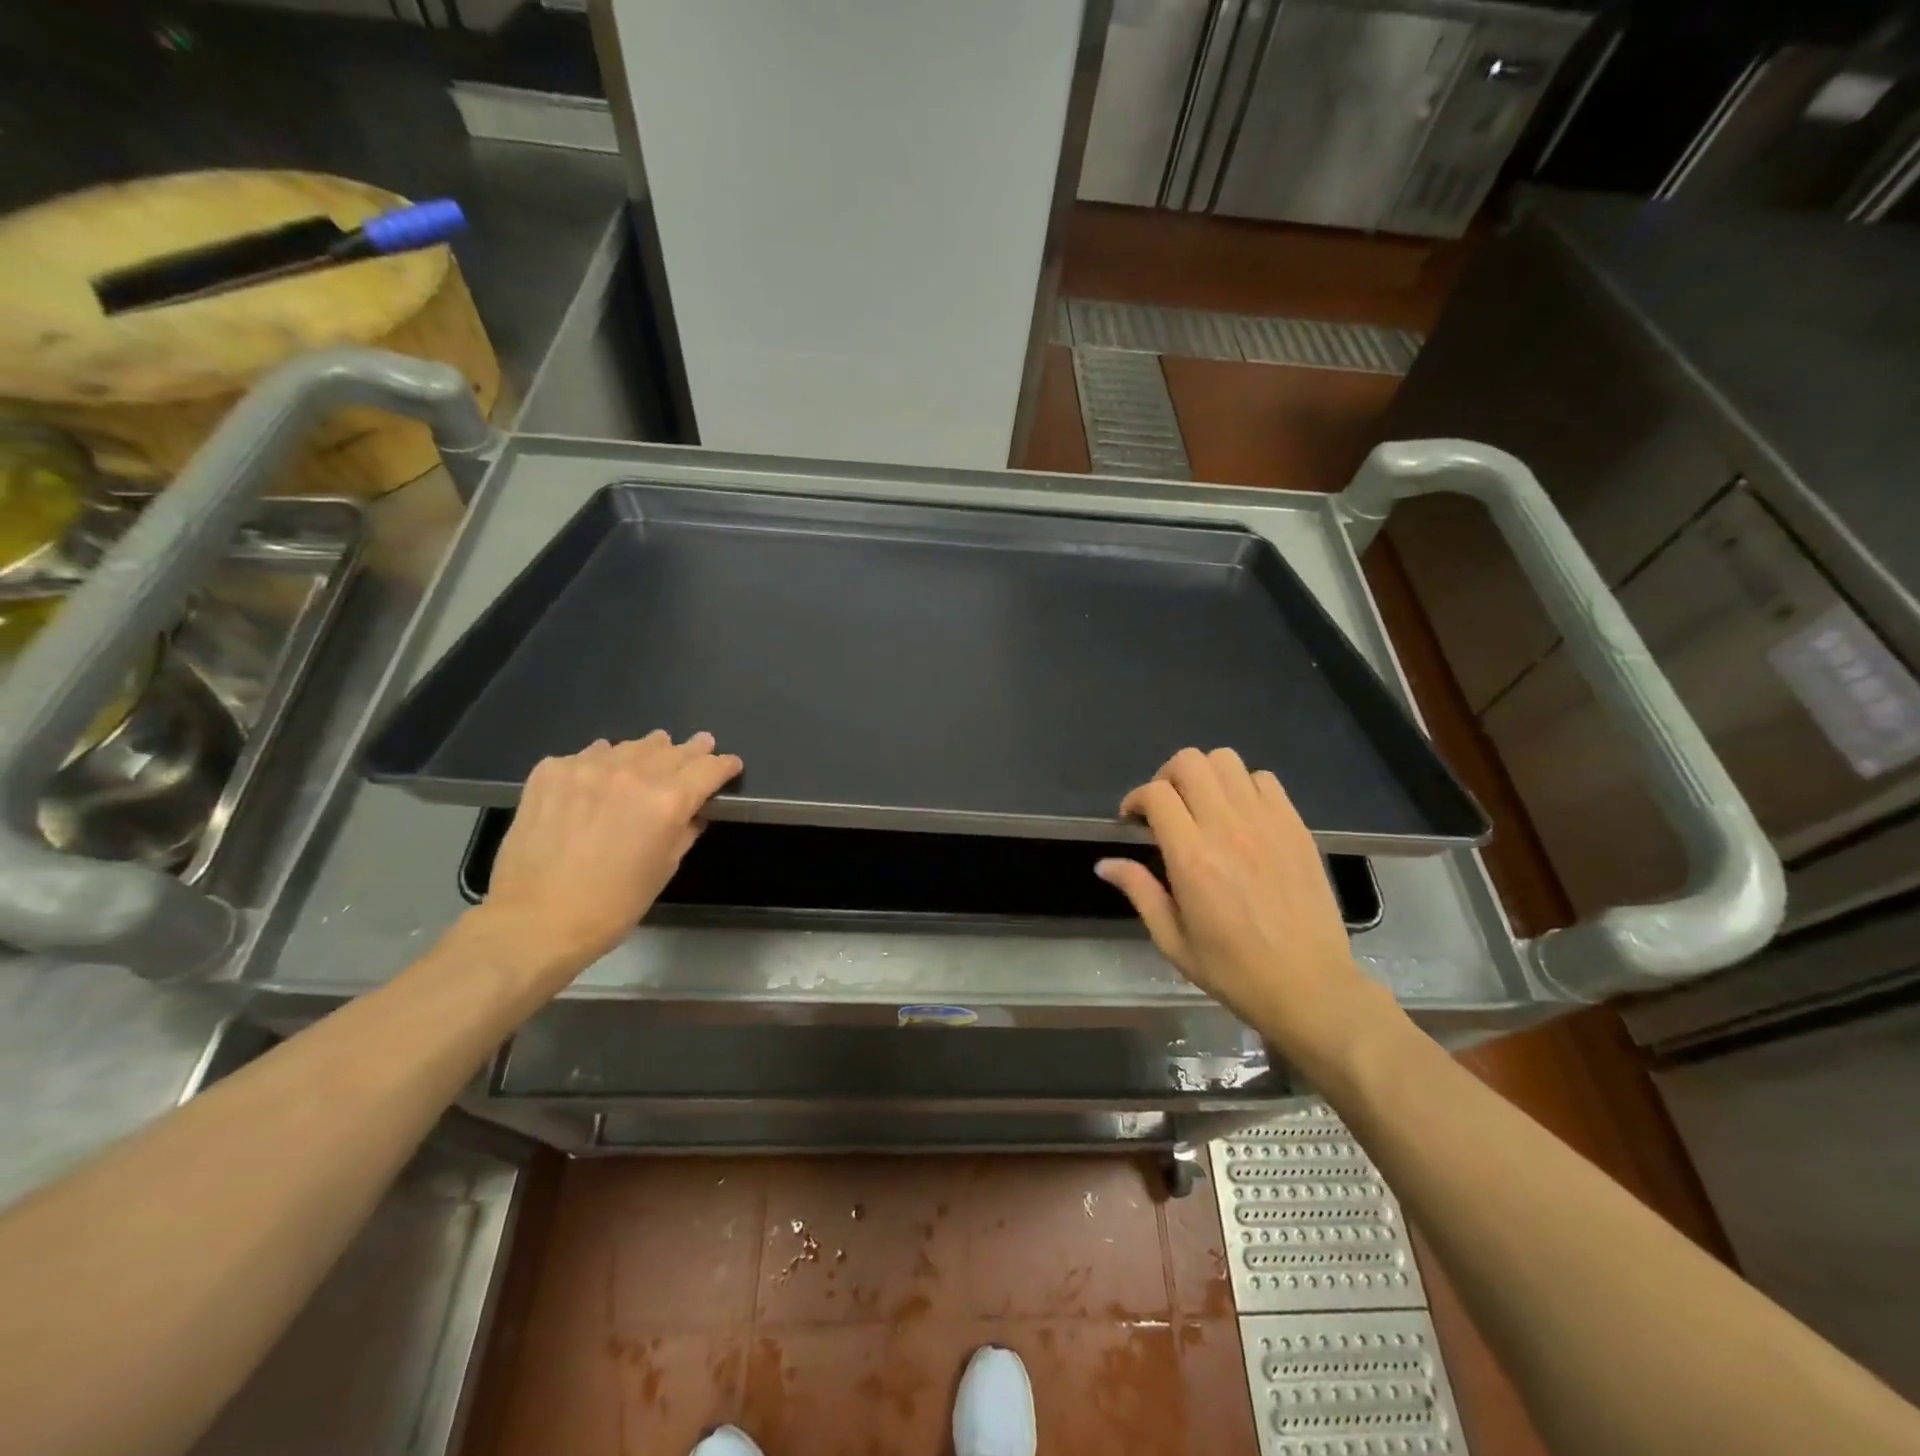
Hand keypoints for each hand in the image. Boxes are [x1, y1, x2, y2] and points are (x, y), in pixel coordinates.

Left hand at [474, 731, 741, 979]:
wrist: (534, 920)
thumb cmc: (612, 906)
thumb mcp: (664, 869)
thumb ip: (685, 831)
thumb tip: (693, 812)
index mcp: (667, 801)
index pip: (708, 768)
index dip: (724, 765)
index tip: (730, 764)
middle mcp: (632, 774)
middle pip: (672, 749)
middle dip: (692, 749)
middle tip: (701, 744)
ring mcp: (587, 768)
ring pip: (631, 746)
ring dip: (649, 750)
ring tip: (654, 752)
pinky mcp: (551, 771)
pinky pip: (588, 754)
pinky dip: (602, 760)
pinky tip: (600, 774)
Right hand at [1096, 747, 1390, 1081]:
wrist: (1310, 986)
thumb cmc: (1233, 970)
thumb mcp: (1173, 940)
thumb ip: (1140, 891)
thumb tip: (1105, 864)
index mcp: (1192, 858)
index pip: (1156, 794)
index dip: (1136, 798)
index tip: (1133, 820)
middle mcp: (1228, 828)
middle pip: (1190, 762)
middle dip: (1167, 777)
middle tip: (1166, 809)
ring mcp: (1267, 822)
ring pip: (1227, 760)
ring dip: (1205, 776)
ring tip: (1203, 806)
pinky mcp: (1296, 826)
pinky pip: (1264, 779)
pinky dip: (1244, 786)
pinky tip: (1241, 816)